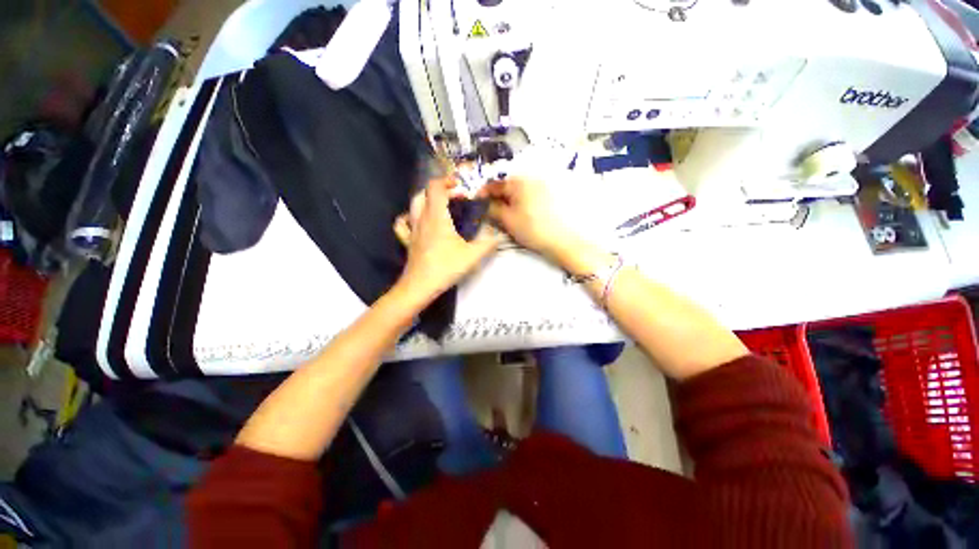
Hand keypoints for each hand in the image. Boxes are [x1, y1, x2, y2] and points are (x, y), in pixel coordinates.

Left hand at [393, 178, 500, 306]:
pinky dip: (409, 217)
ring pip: (413, 205)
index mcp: (436, 216)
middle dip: (439, 190)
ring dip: (426, 200)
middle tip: (454, 197)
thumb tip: (499, 236)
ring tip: (440, 206)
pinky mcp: (407, 241)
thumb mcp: (472, 256)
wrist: (420, 286)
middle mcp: (421, 218)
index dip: (447, 181)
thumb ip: (488, 244)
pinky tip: (417, 221)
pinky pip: (403, 223)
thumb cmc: (445, 267)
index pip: (435, 187)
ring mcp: (412, 230)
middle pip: (423, 193)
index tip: (461, 187)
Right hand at [478, 176, 576, 258]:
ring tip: (503, 216)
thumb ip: (491, 208)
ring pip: (517, 192)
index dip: (482, 194)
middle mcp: (530, 178)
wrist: (562, 240)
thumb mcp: (507, 219)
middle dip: (495, 198)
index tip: (476, 205)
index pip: (494, 184)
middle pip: (506, 187)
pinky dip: (519, 203)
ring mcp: (541, 186)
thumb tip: (482, 203)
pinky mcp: (548, 196)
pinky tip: (519, 215)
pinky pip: (527, 196)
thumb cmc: (532, 228)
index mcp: (518, 181)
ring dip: (507, 201)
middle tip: (489, 213)